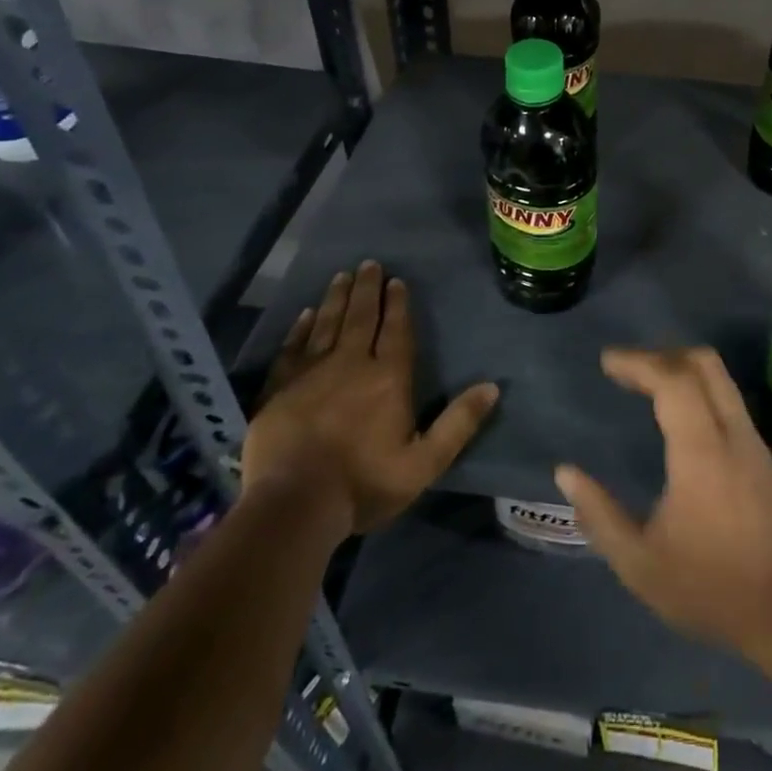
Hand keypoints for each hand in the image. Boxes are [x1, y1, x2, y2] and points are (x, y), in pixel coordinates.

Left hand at [243, 262, 498, 533]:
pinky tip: (306, 314)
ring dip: (336, 298)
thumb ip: (458, 423)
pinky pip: (293, 347)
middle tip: (369, 264)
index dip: (397, 304)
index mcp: (388, 378)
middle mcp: (351, 364)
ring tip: (342, 276)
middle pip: (361, 318)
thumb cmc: (364, 484)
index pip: (395, 330)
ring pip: (327, 324)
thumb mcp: (424, 463)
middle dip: (367, 289)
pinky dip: (300, 328)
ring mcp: (311, 373)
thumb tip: (492, 386)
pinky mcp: (279, 388)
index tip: (396, 280)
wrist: (294, 506)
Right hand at [554, 347, 771, 655]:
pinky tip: (675, 409)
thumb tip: (565, 472)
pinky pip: (725, 394)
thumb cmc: (710, 587)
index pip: (673, 380)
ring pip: (718, 375)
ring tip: (644, 382)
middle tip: (624, 368)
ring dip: (679, 366)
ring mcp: (750, 438)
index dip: (638, 363)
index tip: (607, 362)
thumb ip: (600, 514)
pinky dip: (695, 384)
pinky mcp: (759, 451)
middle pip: (701, 363)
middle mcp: (731, 431)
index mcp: (702, 452)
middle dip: (659, 355)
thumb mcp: (640, 564)